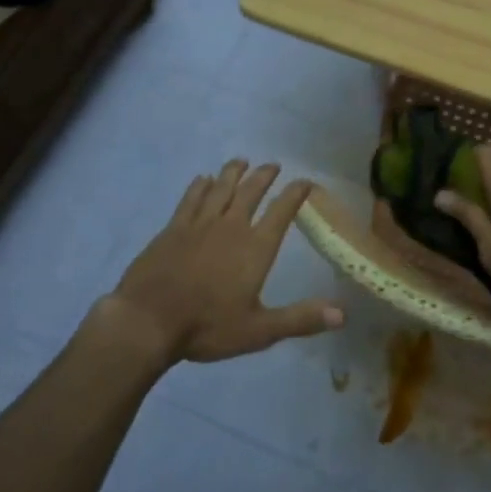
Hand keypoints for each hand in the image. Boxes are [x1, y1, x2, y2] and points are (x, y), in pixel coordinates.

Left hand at [103, 160, 342, 363]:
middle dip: (264, 176)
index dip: (295, 194)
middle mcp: (230, 227)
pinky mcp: (173, 229)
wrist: (147, 321)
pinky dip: (200, 186)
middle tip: (273, 165)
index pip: (281, 212)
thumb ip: (300, 319)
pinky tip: (203, 179)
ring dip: (233, 173)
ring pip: (221, 189)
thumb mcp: (259, 330)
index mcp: (255, 248)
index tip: (306, 182)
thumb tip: (343, 315)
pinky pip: (191, 199)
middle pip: (251, 192)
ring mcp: (199, 224)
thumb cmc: (207, 327)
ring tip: (241, 161)